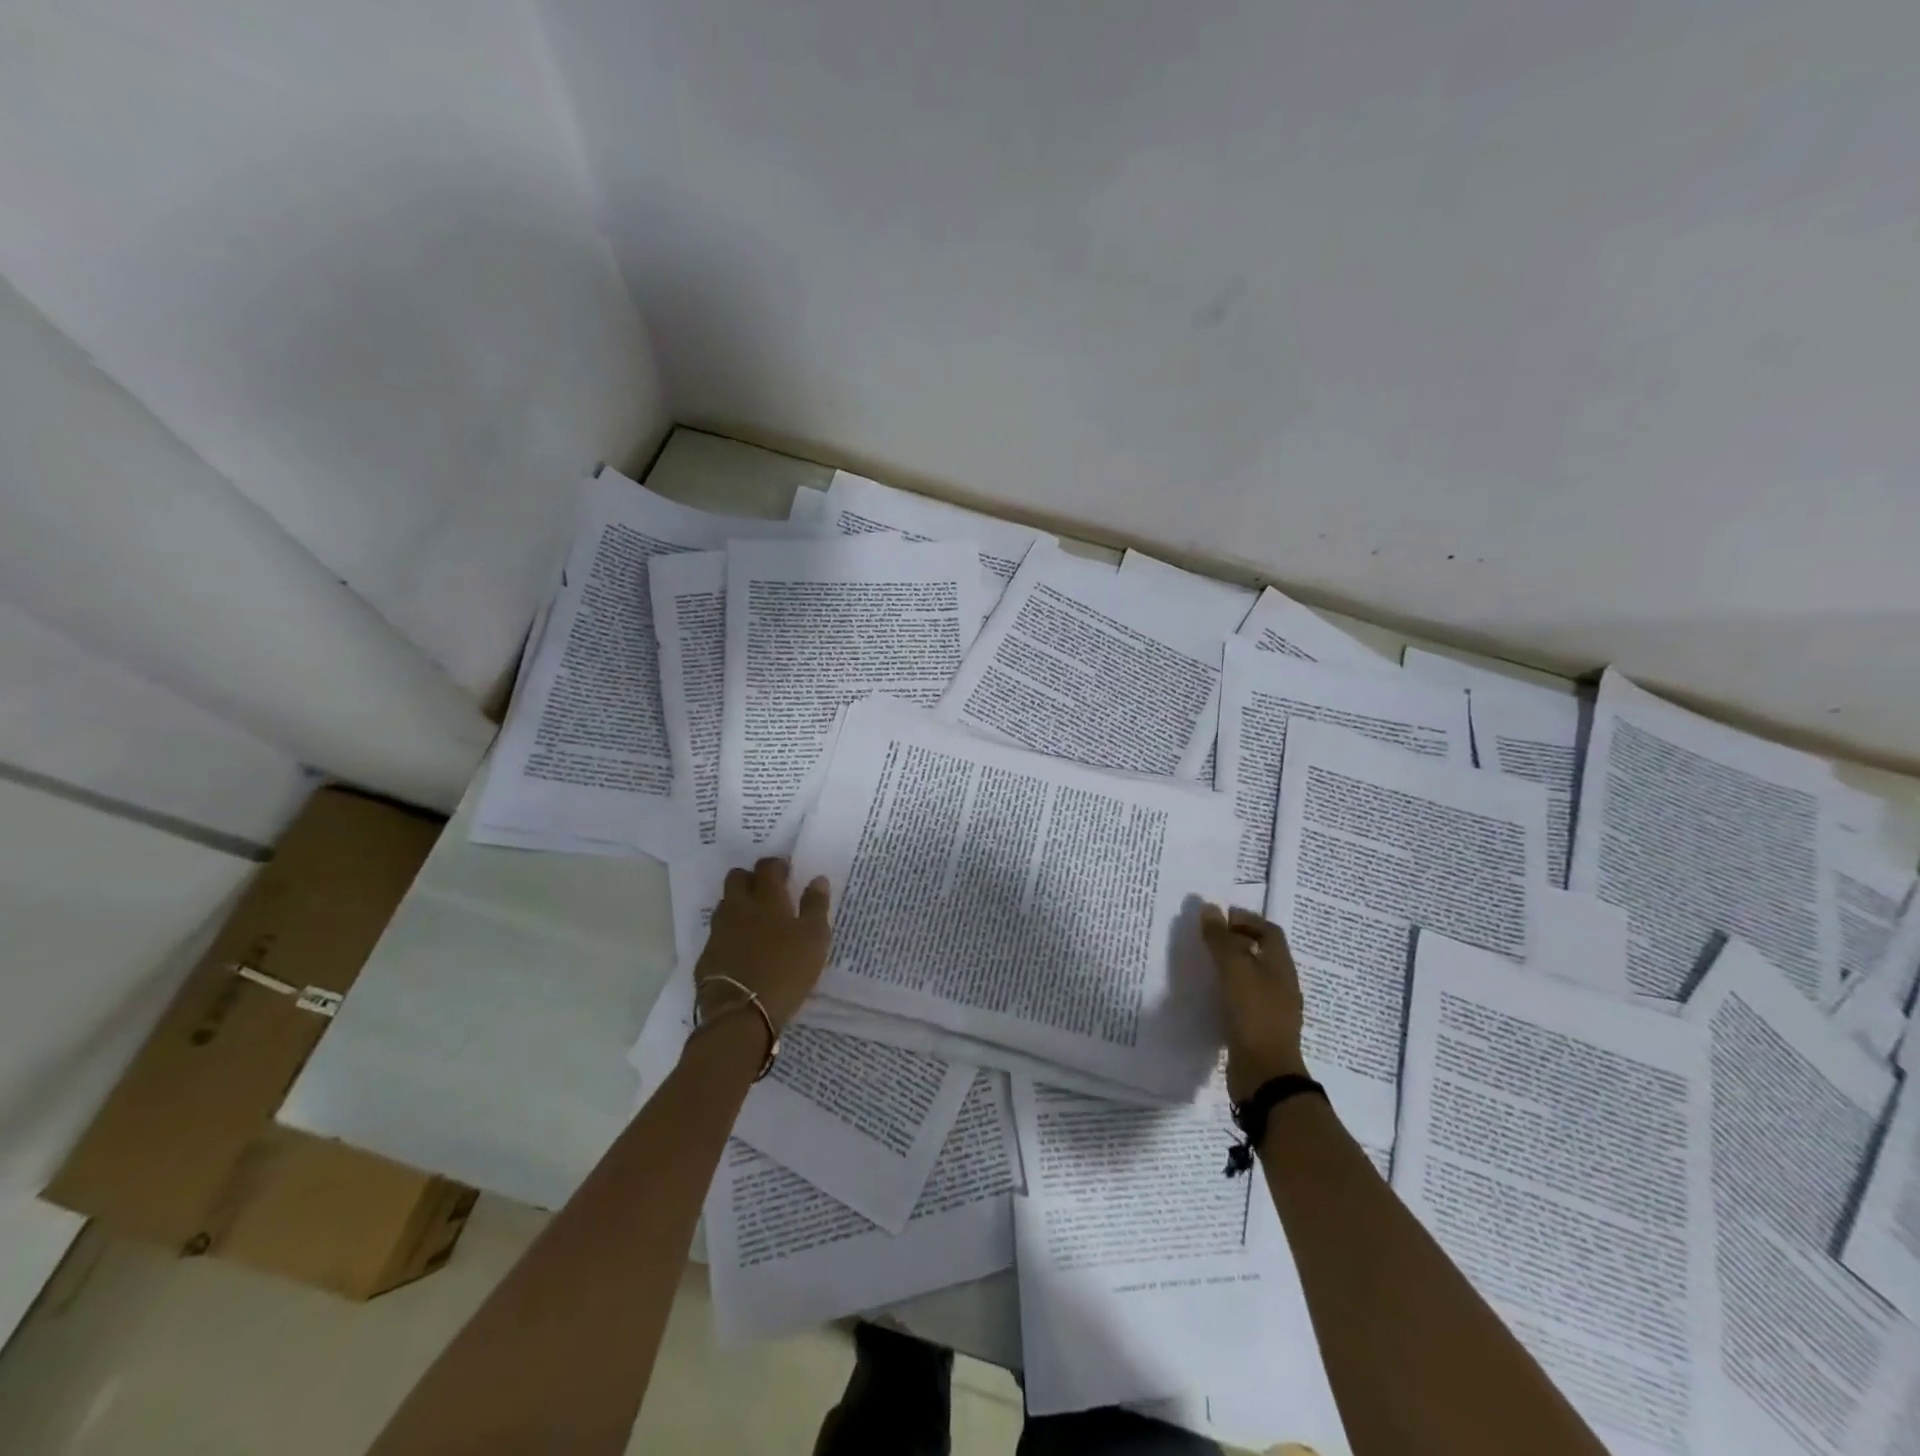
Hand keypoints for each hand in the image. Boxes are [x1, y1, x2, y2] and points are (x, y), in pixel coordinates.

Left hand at [695, 857, 831, 1032]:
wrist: (741, 1014)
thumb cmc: (787, 971)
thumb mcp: (815, 939)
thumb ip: (816, 906)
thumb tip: (817, 880)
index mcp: (767, 899)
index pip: (768, 867)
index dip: (777, 865)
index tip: (786, 871)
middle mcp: (738, 908)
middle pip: (737, 878)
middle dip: (751, 878)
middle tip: (768, 891)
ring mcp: (719, 932)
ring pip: (725, 905)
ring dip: (738, 905)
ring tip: (755, 921)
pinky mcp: (707, 956)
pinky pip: (718, 934)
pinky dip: (730, 935)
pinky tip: (742, 950)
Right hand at [1201, 904, 1307, 1100]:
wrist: (1265, 1073)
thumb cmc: (1253, 1014)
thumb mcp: (1233, 970)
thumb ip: (1221, 939)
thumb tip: (1209, 909)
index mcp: (1281, 966)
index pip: (1269, 931)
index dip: (1247, 919)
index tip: (1220, 918)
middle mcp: (1281, 985)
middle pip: (1261, 953)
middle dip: (1236, 941)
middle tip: (1207, 939)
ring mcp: (1272, 1008)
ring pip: (1252, 977)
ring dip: (1231, 966)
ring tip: (1204, 964)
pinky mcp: (1259, 1028)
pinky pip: (1244, 999)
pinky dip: (1228, 990)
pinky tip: (1210, 995)